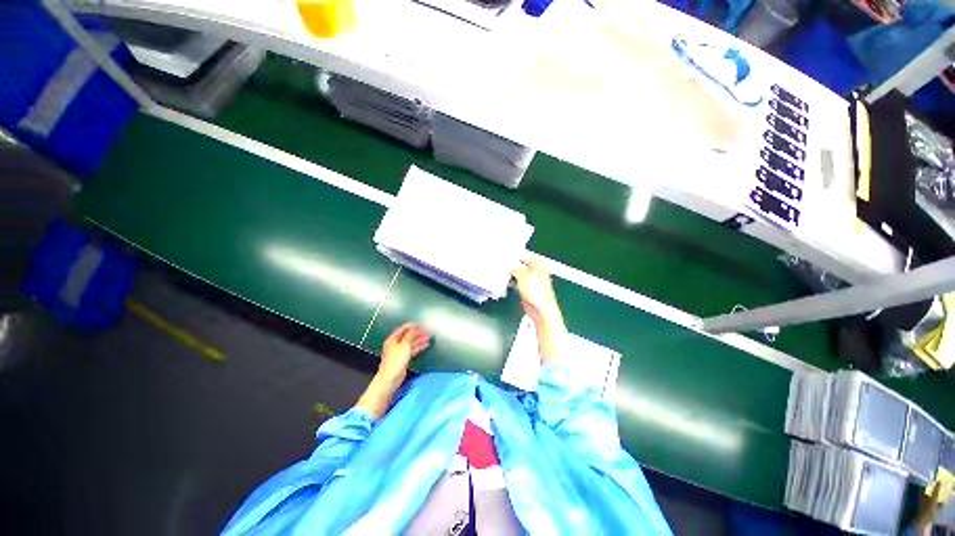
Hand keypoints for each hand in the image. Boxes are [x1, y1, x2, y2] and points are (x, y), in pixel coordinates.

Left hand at [378, 323, 430, 383]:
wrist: (390, 379)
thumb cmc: (396, 360)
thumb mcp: (405, 345)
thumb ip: (411, 335)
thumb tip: (415, 328)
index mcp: (393, 339)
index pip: (403, 329)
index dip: (412, 326)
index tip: (422, 325)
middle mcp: (395, 344)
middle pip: (408, 336)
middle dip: (418, 333)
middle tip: (427, 331)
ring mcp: (399, 351)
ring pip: (411, 343)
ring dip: (419, 340)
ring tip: (429, 337)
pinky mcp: (403, 358)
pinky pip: (412, 349)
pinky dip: (418, 346)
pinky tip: (425, 345)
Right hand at [513, 253, 565, 363]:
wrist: (540, 310)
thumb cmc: (538, 293)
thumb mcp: (523, 275)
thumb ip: (515, 268)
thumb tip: (511, 265)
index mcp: (539, 265)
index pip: (528, 255)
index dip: (519, 253)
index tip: (509, 253)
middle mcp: (537, 273)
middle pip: (523, 265)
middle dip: (514, 264)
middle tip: (504, 262)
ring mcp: (533, 282)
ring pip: (520, 274)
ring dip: (513, 274)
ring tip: (504, 272)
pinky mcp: (528, 291)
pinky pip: (518, 283)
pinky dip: (513, 282)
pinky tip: (507, 282)